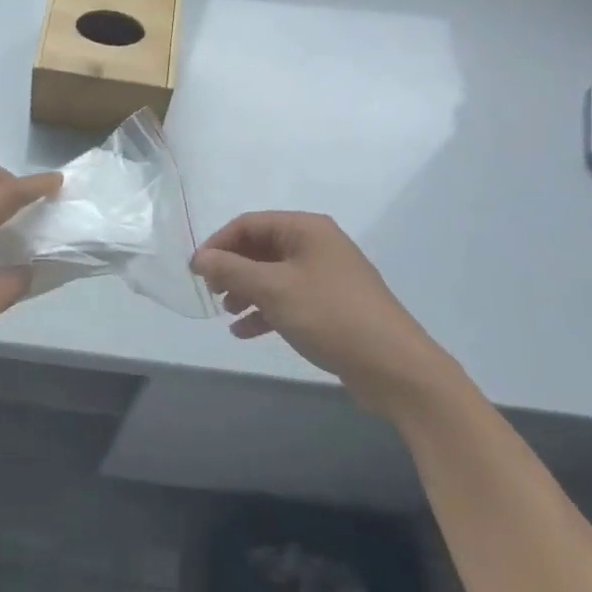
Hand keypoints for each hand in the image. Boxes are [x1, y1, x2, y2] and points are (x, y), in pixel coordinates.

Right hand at [193, 212, 458, 417]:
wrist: (395, 367)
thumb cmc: (331, 316)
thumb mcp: (274, 290)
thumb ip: (232, 270)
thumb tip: (200, 257)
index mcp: (306, 229)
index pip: (249, 224)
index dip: (218, 244)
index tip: (196, 270)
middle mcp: (317, 245)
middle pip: (261, 247)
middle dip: (232, 268)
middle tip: (211, 291)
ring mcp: (326, 276)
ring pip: (273, 274)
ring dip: (246, 290)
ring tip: (227, 313)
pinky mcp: (331, 305)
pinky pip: (288, 298)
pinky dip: (265, 310)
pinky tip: (245, 332)